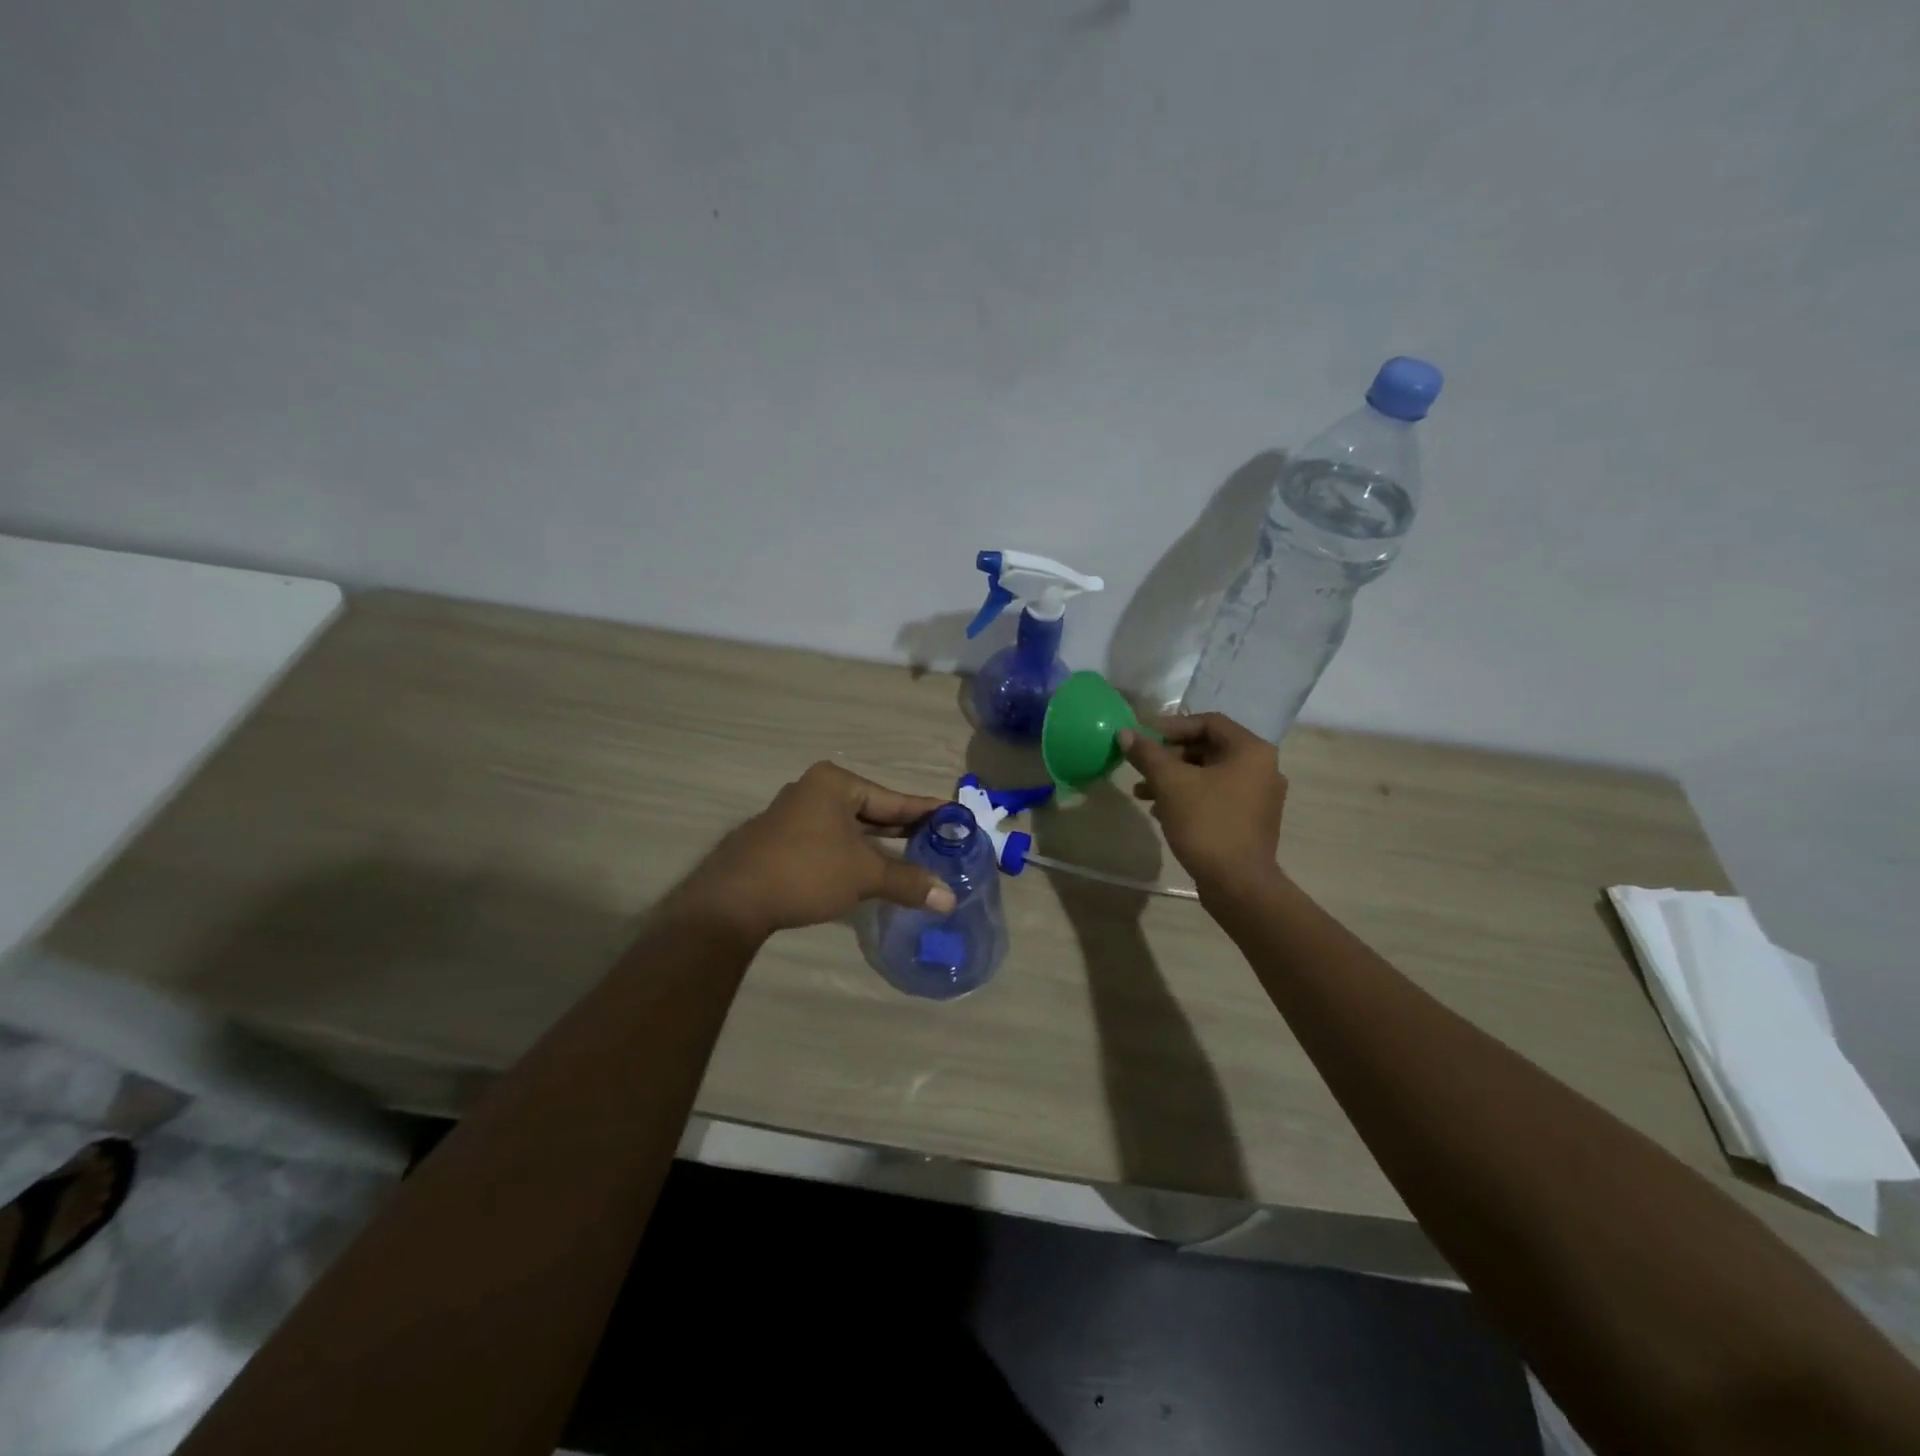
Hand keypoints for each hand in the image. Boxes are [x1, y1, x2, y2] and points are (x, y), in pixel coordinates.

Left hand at [668, 762, 956, 942]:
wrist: (732, 901)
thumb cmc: (806, 872)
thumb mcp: (864, 875)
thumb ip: (908, 882)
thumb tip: (949, 899)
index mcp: (835, 784)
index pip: (893, 798)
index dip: (926, 811)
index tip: (955, 816)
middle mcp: (814, 790)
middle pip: (872, 810)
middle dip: (904, 829)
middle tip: (941, 841)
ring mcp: (794, 815)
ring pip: (850, 828)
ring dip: (879, 845)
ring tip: (915, 856)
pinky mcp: (782, 840)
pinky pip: (831, 841)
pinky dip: (855, 854)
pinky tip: (872, 870)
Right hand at [1120, 713, 1286, 896]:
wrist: (1238, 884)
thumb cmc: (1207, 823)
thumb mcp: (1170, 783)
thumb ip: (1147, 754)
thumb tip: (1125, 733)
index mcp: (1251, 750)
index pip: (1208, 722)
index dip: (1171, 726)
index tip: (1143, 737)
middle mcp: (1262, 768)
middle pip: (1208, 748)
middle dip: (1169, 756)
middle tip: (1141, 766)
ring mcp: (1259, 796)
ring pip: (1209, 774)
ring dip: (1174, 778)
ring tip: (1142, 793)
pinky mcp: (1250, 820)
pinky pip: (1216, 796)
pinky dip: (1189, 797)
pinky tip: (1161, 811)